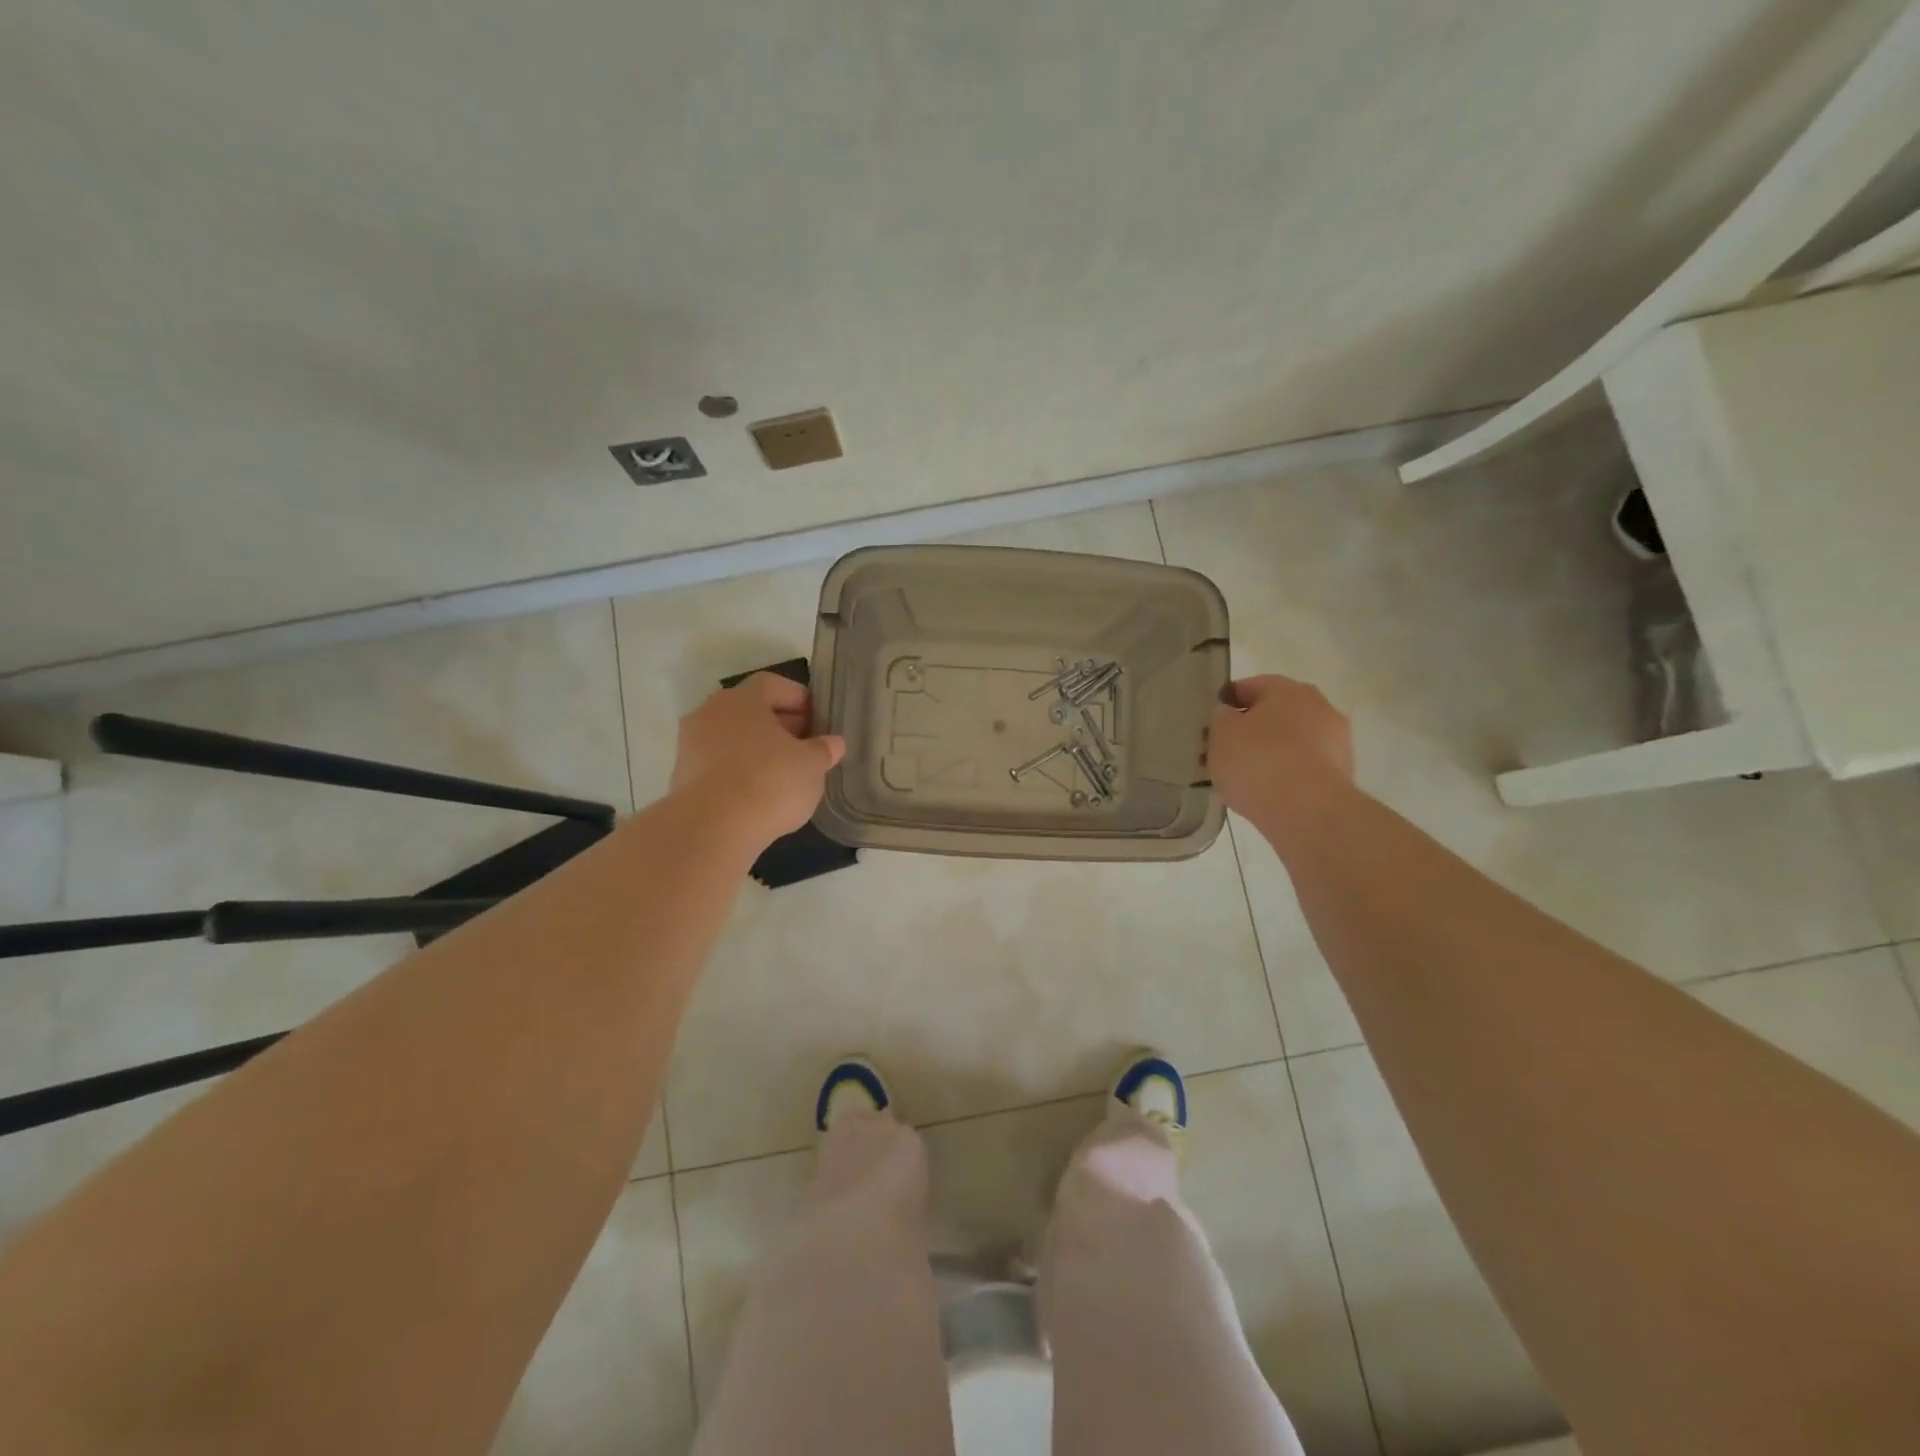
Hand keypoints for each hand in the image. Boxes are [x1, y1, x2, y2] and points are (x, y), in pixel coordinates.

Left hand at [670, 674, 845, 847]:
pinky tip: (759, 792)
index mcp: (742, 699)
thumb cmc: (770, 782)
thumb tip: (834, 743)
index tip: (817, 717)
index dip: (797, 698)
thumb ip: (823, 750)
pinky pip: (718, 764)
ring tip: (784, 771)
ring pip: (731, 737)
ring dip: (757, 748)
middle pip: (749, 710)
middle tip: (805, 745)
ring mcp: (691, 745)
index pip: (772, 684)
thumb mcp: (811, 766)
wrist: (712, 828)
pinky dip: (738, 770)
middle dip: (779, 724)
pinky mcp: (681, 777)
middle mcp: (710, 712)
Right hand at [1207, 674, 1354, 829]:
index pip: (1252, 686)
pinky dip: (1288, 774)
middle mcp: (1319, 706)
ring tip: (1246, 776)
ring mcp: (1337, 741)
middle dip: (1254, 728)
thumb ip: (1222, 718)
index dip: (1229, 700)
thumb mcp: (1221, 733)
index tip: (1213, 718)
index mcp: (1288, 689)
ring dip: (1273, 752)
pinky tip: (1269, 792)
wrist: (1306, 810)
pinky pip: (1305, 767)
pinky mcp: (1342, 774)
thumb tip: (1230, 716)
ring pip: (1293, 741)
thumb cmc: (1257, 760)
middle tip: (1228, 748)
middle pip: (1277, 713)